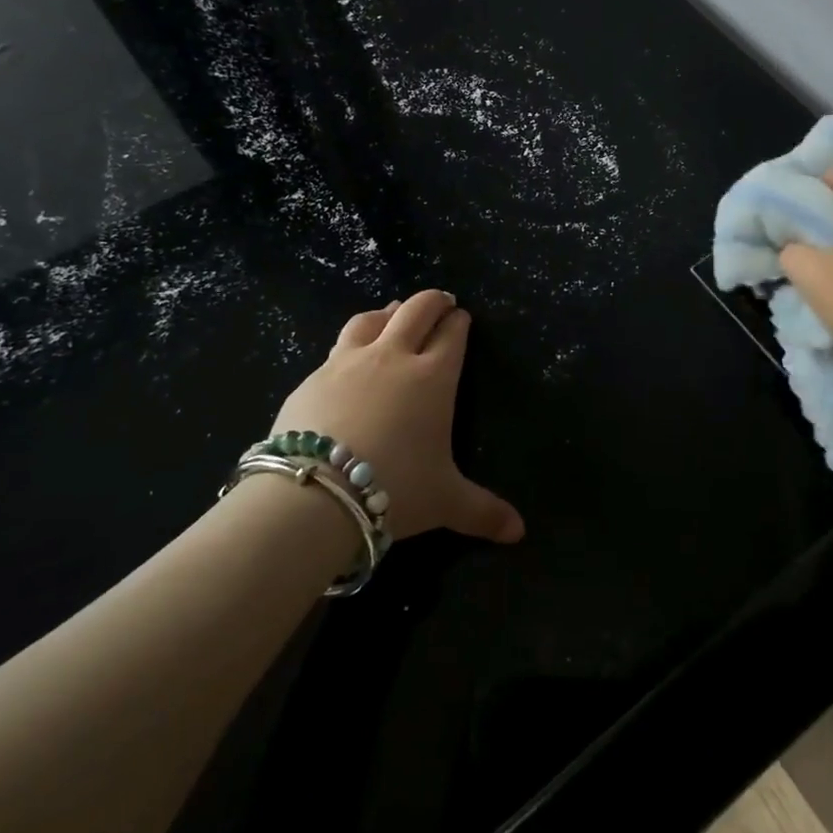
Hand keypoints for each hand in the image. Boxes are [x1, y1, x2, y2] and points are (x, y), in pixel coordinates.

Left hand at [270, 290, 524, 543]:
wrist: (316, 491)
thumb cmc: (395, 487)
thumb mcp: (445, 502)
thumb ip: (483, 511)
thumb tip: (519, 532)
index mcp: (432, 377)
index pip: (451, 335)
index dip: (459, 323)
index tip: (462, 317)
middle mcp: (393, 357)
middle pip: (415, 311)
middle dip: (432, 301)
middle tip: (440, 300)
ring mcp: (349, 362)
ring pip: (371, 319)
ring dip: (387, 312)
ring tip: (392, 312)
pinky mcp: (313, 376)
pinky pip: (337, 347)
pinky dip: (351, 343)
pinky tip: (347, 357)